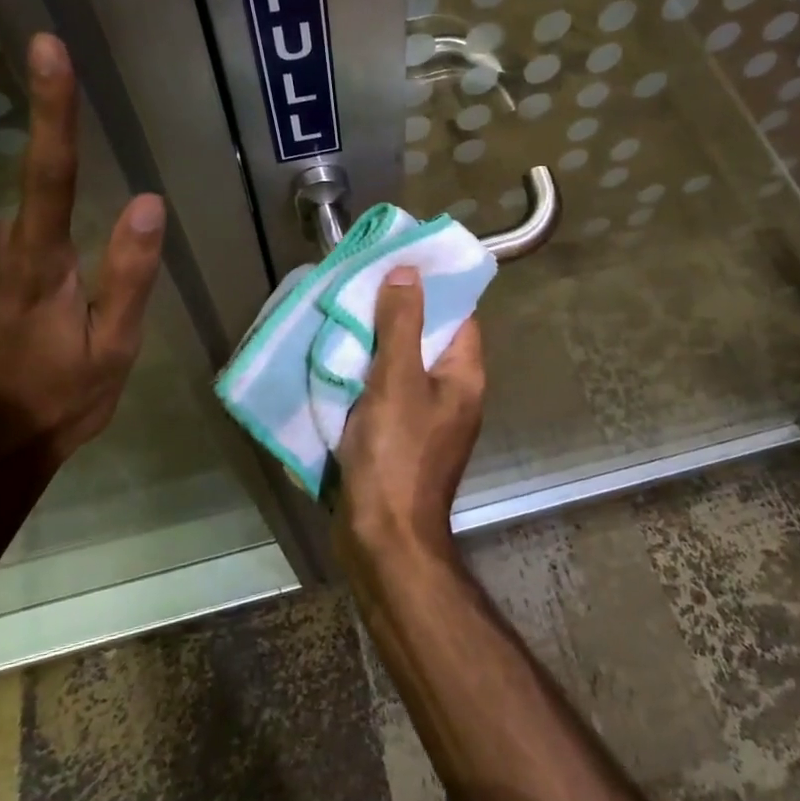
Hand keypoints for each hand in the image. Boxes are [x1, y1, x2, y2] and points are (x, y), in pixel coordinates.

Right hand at [333, 267, 485, 570]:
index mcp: (463, 375)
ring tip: (342, 312)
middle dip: (395, 310)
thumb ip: (402, 324)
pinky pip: (384, 391)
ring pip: (402, 364)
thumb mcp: (397, 381)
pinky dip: (364, 374)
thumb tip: (409, 272)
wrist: (382, 539)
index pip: (458, 314)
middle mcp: (450, 392)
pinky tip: (336, 359)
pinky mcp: (398, 437)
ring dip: (375, 342)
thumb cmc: (396, 455)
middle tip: (360, 283)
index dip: (431, 286)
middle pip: (427, 336)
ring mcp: (425, 416)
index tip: (398, 261)